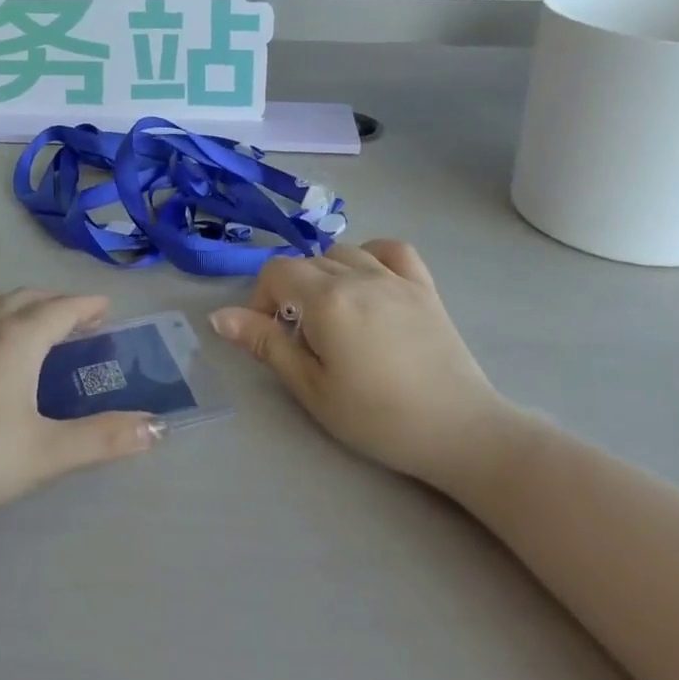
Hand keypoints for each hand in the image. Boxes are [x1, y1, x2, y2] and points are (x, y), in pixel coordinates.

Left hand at [0, 290, 163, 520]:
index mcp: (18, 340)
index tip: (105, 307)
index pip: (60, 310)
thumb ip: (103, 439)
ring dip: (14, 304)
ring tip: (24, 321)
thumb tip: (156, 428)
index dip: (86, 306)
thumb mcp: (47, 452)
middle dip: (54, 302)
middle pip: (25, 298)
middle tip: (74, 318)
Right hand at [210, 240, 519, 495]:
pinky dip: (372, 255)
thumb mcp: (311, 388)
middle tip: (304, 339)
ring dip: (326, 274)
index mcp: (327, 300)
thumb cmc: (377, 417)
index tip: (273, 336)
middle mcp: (359, 276)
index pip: (276, 272)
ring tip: (334, 314)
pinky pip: (391, 249)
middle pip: (307, 262)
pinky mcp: (424, 286)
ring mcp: (395, 277)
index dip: (262, 300)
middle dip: (292, 292)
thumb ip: (267, 345)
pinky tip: (370, 282)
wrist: (459, 430)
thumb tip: (219, 316)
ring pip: (344, 252)